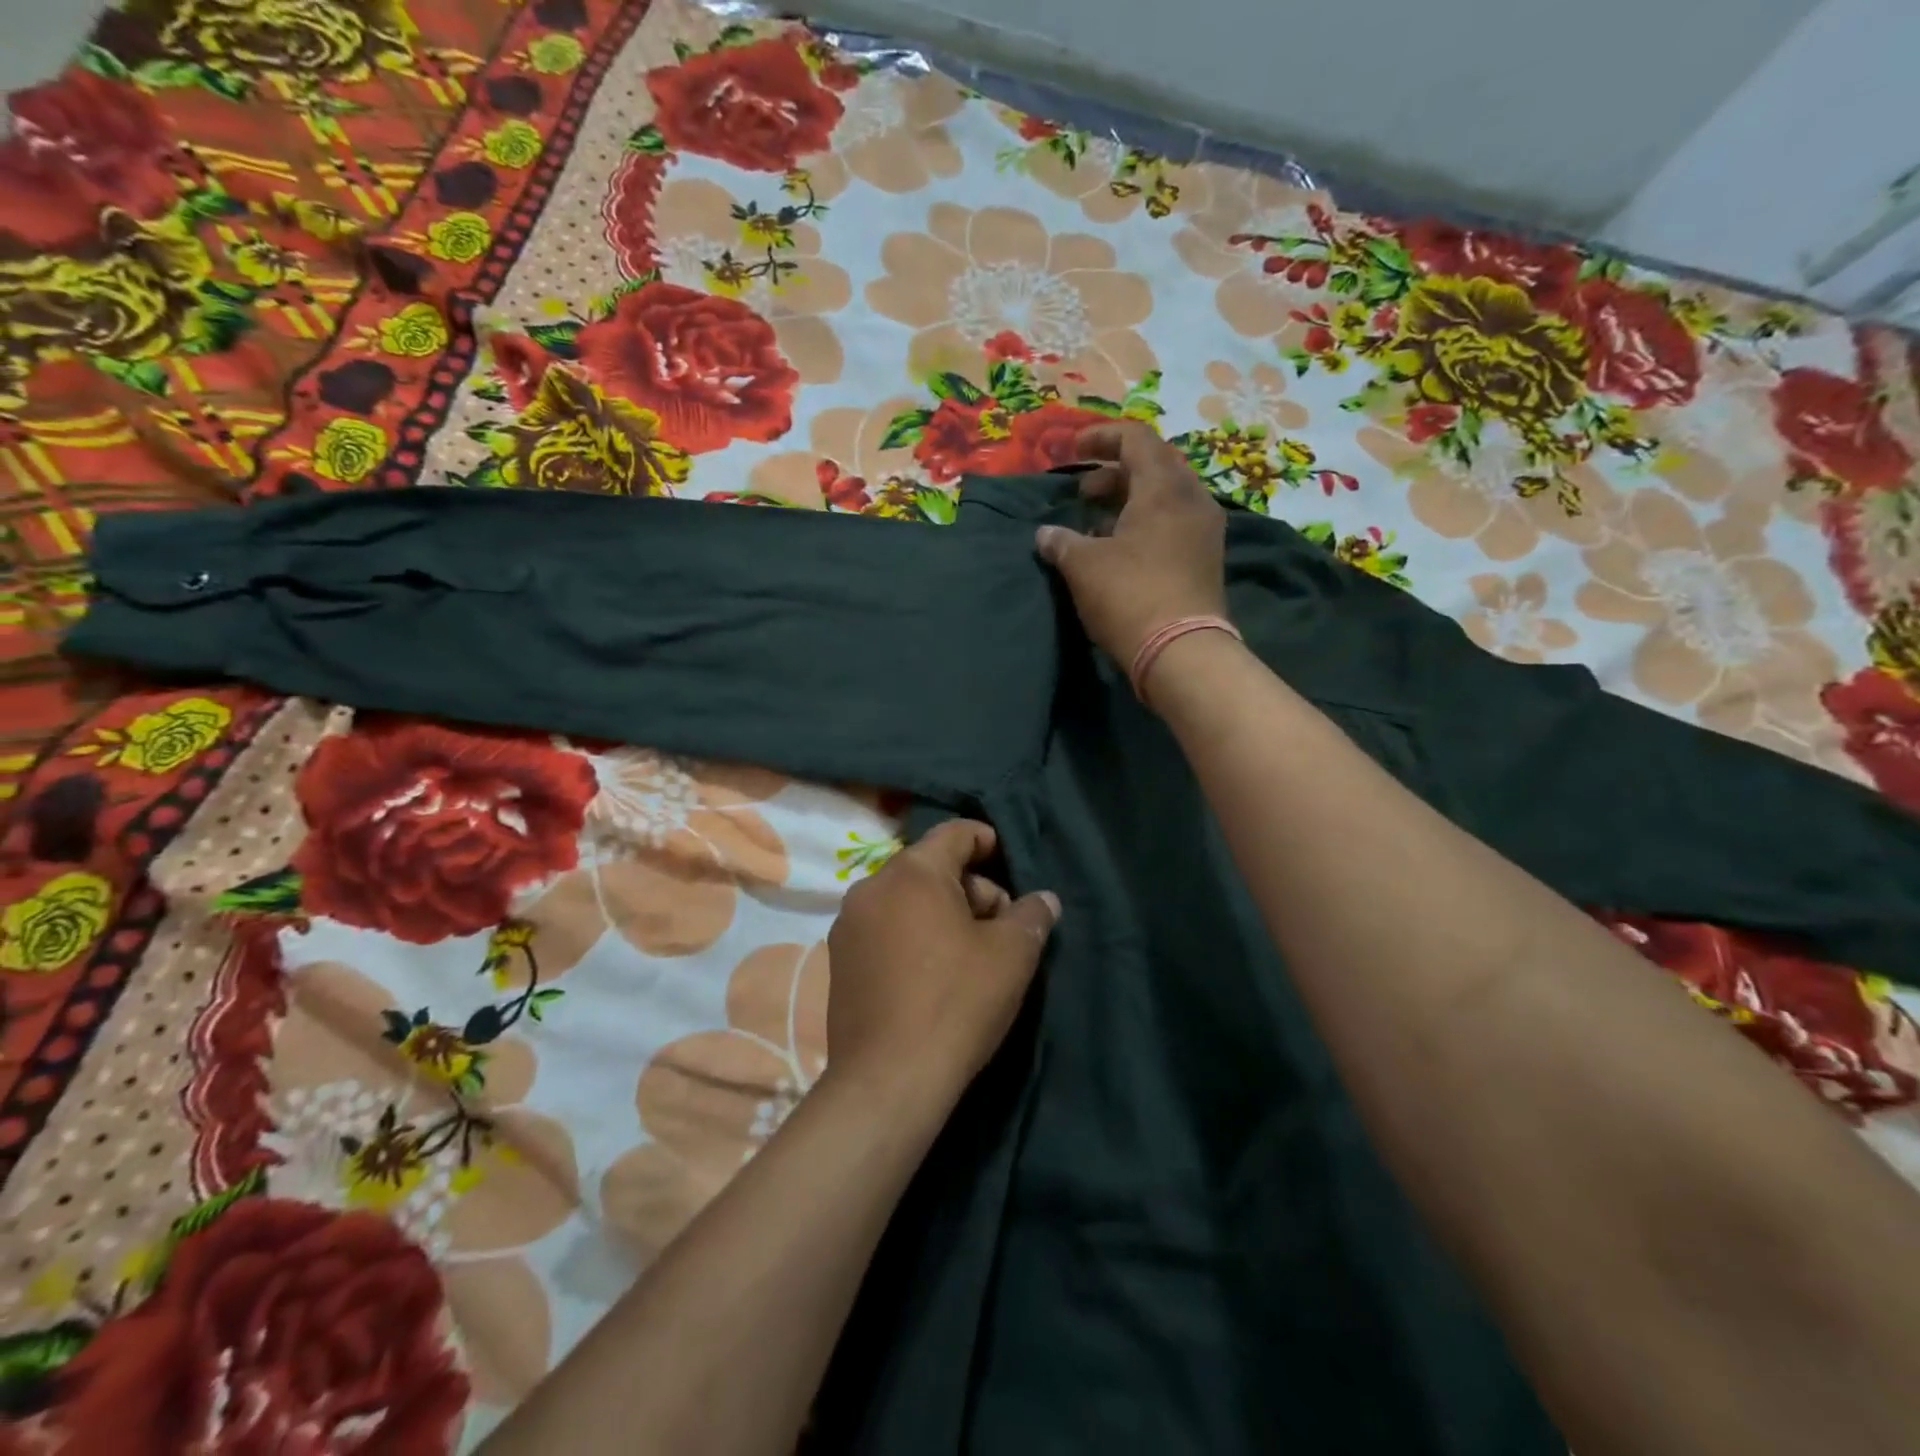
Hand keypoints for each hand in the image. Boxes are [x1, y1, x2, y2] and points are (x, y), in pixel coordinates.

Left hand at [825, 820, 1058, 1105]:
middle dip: (970, 888)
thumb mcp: (1012, 955)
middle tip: (999, 928)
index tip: (1009, 866)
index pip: (955, 833)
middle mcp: (872, 886)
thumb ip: (1031, 916)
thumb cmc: (957, 1003)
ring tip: (969, 955)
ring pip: (906, 899)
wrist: (889, 1080)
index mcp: (912, 872)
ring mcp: (848, 924)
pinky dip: (912, 935)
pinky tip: (932, 975)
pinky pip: (884, 928)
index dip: (988, 842)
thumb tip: (1044, 900)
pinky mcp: (838, 960)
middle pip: (931, 867)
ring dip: (941, 913)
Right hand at [1035, 421, 1227, 667]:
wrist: (1182, 652)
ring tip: (1096, 524)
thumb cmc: (1130, 596)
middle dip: (1114, 472)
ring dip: (1129, 500)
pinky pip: (1174, 522)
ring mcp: (1204, 529)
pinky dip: (1146, 523)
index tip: (1073, 451)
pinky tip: (1120, 549)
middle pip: (1154, 464)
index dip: (1101, 437)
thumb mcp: (1083, 565)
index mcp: (1163, 487)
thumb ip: (1062, 541)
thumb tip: (1045, 535)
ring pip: (1165, 496)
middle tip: (1083, 492)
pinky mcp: (1206, 558)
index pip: (1135, 438)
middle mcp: (1192, 498)